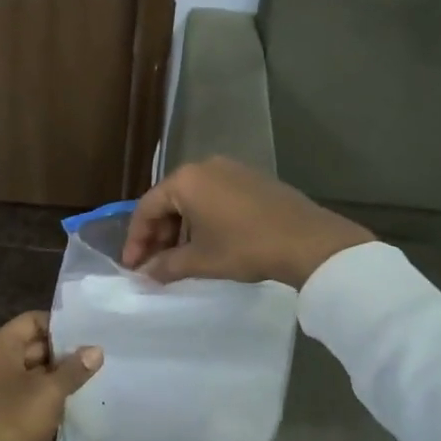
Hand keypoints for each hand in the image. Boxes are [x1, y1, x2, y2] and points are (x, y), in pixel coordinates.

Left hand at [0, 312, 102, 440]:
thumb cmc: (15, 420)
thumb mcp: (50, 391)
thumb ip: (74, 368)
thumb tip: (96, 350)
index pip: (32, 320)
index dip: (60, 325)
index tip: (88, 333)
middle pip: (33, 344)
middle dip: (63, 351)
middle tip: (96, 355)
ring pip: (33, 370)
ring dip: (58, 374)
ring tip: (91, 375)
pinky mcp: (3, 410)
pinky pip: (29, 391)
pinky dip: (49, 393)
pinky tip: (75, 398)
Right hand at [121, 156, 372, 288]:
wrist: (307, 241)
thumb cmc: (245, 247)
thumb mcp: (201, 260)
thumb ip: (166, 266)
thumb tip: (145, 275)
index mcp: (185, 180)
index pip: (146, 208)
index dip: (136, 240)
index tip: (132, 267)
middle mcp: (204, 166)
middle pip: (169, 201)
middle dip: (158, 235)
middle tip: (154, 265)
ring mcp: (231, 169)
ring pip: (192, 199)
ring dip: (181, 229)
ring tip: (180, 259)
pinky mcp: (252, 179)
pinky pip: (215, 197)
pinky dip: (204, 219)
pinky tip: (208, 243)